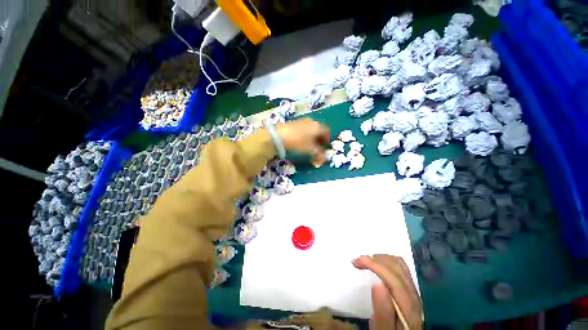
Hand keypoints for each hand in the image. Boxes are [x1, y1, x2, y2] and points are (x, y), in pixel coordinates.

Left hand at [276, 118, 329, 165]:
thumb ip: (319, 154)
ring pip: (312, 129)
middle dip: (320, 140)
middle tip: (318, 148)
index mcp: (318, 126)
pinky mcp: (295, 123)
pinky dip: (306, 135)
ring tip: (309, 146)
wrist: (279, 135)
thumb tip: (323, 160)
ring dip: (313, 138)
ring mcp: (303, 121)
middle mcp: (312, 121)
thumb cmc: (298, 141)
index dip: (327, 140)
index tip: (325, 148)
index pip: (327, 132)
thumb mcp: (310, 149)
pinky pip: (305, 129)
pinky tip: (301, 141)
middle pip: (320, 130)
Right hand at [353, 255, 422, 329]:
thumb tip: (377, 285)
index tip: (355, 262)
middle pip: (397, 266)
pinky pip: (399, 267)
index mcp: (407, 305)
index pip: (393, 277)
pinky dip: (385, 261)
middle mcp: (413, 294)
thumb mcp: (383, 329)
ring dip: (380, 258)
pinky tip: (377, 265)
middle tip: (358, 261)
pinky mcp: (409, 288)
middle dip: (375, 258)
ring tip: (366, 261)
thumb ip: (383, 311)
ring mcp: (413, 289)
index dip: (374, 264)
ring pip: (399, 264)